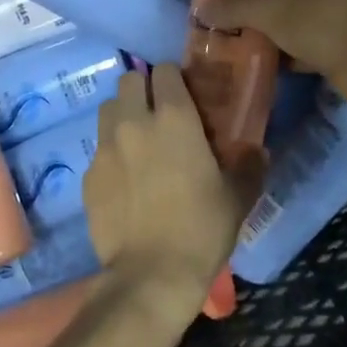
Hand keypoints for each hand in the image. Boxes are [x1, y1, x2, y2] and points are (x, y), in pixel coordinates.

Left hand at [83, 63, 262, 330]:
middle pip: (129, 80)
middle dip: (144, 89)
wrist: (151, 275)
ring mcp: (106, 147)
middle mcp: (134, 121)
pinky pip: (99, 149)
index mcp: (173, 117)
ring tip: (138, 140)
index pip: (165, 70)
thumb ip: (248, 165)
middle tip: (159, 114)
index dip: (174, 79)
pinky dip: (111, 153)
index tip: (185, 97)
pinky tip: (125, 180)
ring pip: (109, 109)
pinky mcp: (88, 175)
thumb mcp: (237, 197)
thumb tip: (257, 151)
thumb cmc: (201, 229)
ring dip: (123, 115)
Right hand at [193, 0, 346, 114]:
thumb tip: (201, 10)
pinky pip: (305, 47)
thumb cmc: (323, 19)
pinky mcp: (343, 45)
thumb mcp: (270, 9)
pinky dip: (287, 55)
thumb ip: (235, 8)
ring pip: (295, 19)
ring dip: (272, 31)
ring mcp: (338, 13)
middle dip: (258, 2)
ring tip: (236, 41)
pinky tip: (262, 64)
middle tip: (225, 16)